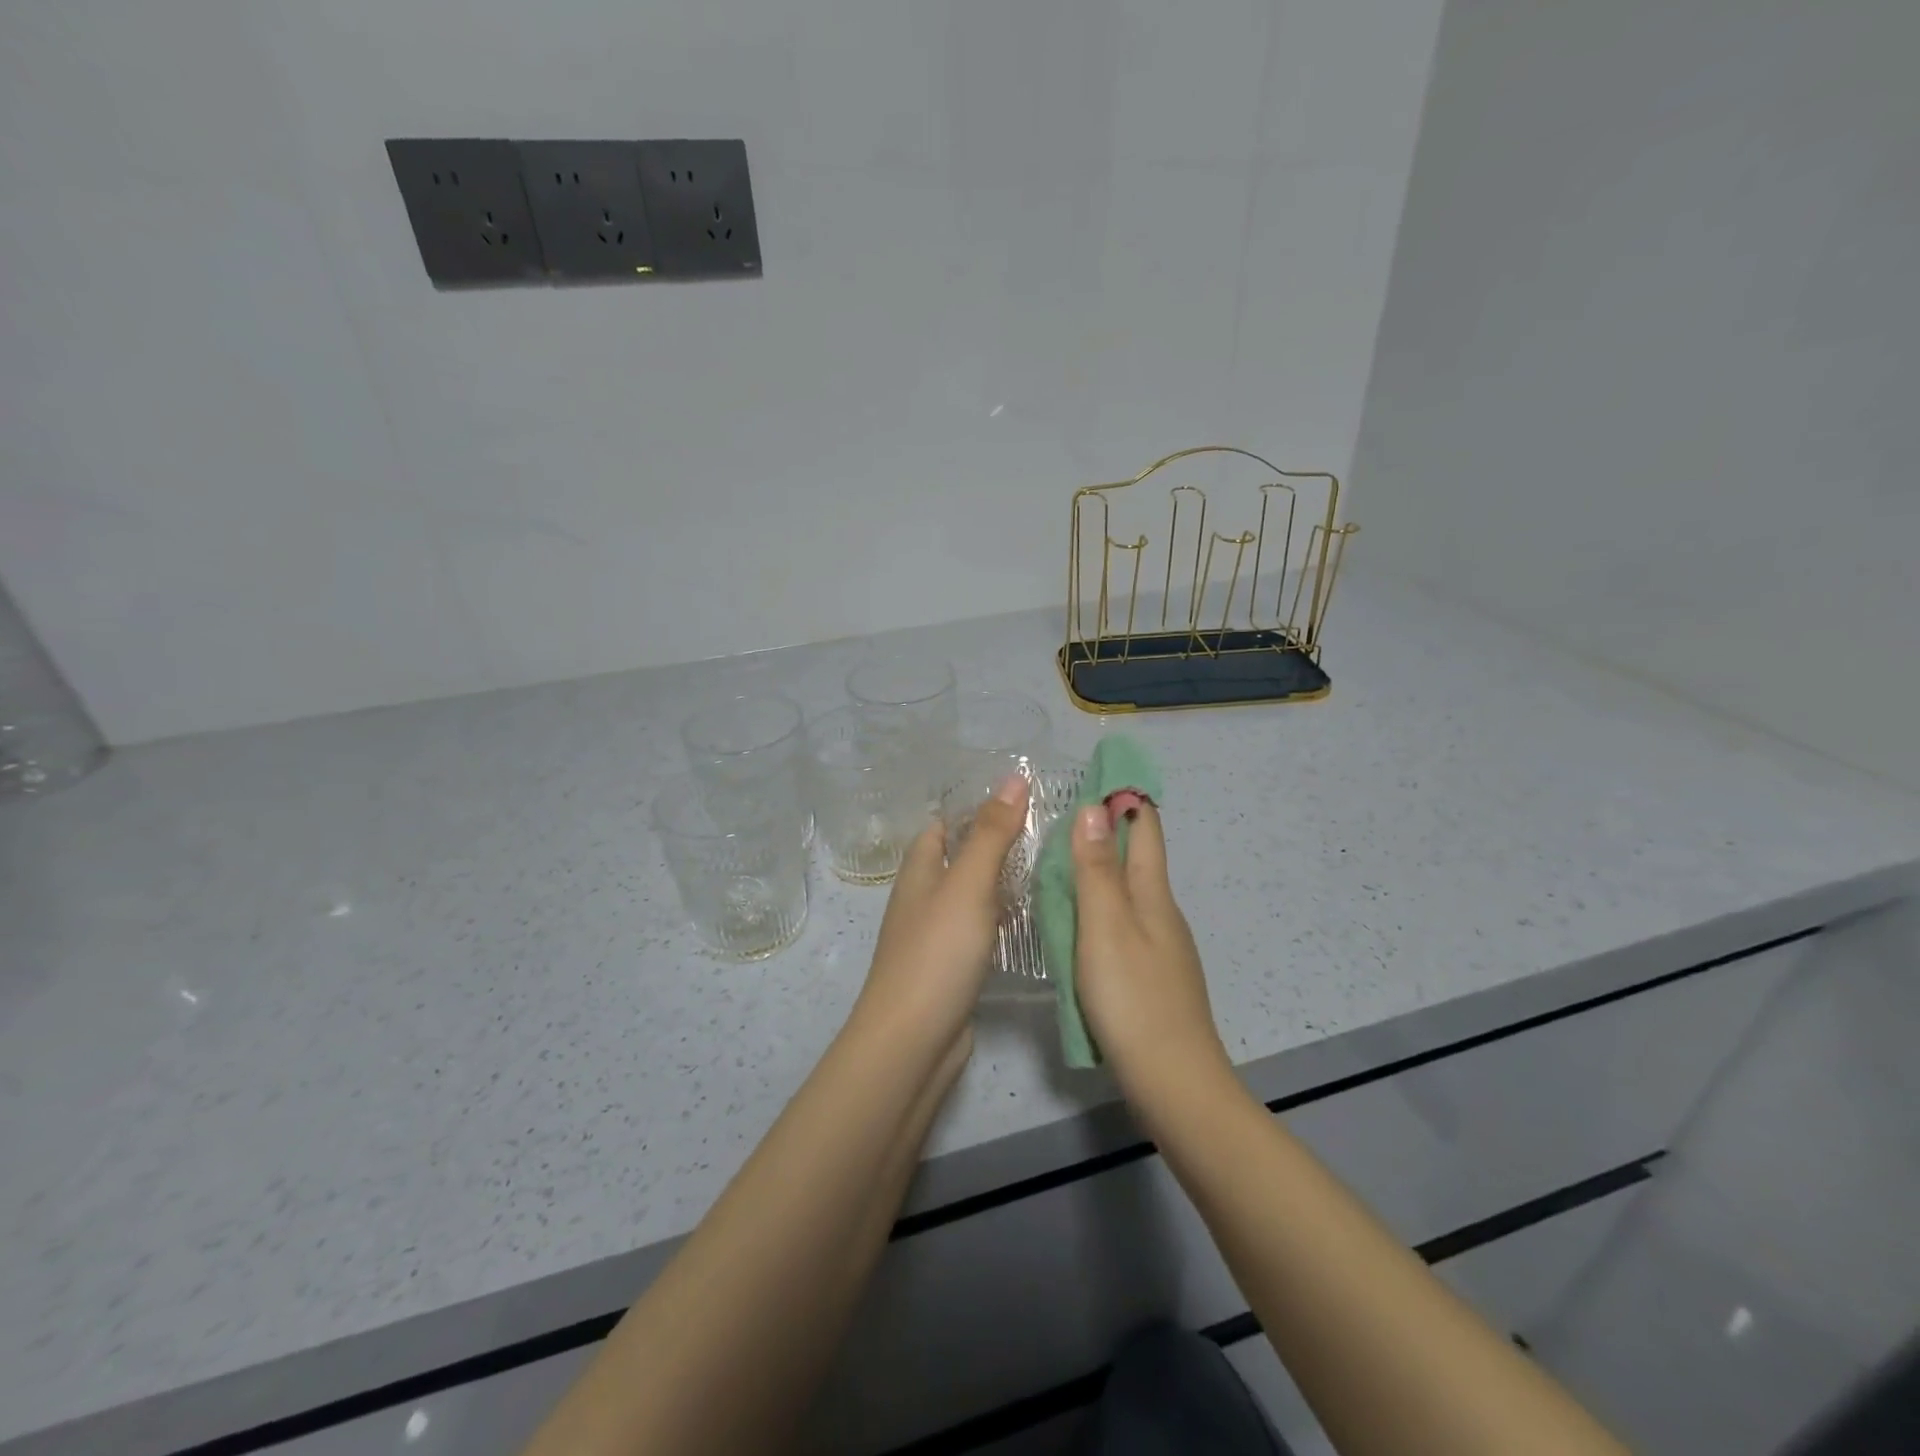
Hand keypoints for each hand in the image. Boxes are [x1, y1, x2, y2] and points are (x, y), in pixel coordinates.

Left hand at [855, 773, 1030, 1048]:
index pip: (943, 823)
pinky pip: (980, 929)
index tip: (1024, 795)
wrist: (913, 1041)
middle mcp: (924, 897)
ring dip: (1004, 880)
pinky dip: (1003, 918)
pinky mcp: (953, 967)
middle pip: (960, 857)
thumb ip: (992, 833)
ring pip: (973, 894)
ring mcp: (937, 934)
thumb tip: (1014, 778)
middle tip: (1051, 829)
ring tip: (1053, 865)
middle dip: (998, 842)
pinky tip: (1034, 918)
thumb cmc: (937, 953)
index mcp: (919, 870)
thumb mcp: (968, 884)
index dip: (977, 806)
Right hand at [1070, 802, 1228, 1089]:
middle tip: (1067, 814)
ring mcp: (1161, 948)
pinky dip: (1102, 909)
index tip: (1101, 774)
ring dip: (1103, 871)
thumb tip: (1096, 808)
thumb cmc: (1133, 997)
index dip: (1126, 800)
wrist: (1173, 1082)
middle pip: (1138, 860)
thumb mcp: (1105, 926)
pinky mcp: (1152, 978)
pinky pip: (1124, 926)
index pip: (1145, 831)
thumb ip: (1096, 870)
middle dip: (1109, 832)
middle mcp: (1162, 914)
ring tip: (1064, 863)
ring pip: (1130, 894)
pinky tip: (1081, 924)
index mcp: (1153, 895)